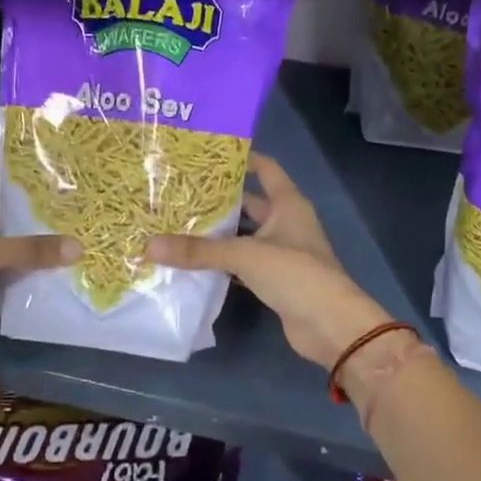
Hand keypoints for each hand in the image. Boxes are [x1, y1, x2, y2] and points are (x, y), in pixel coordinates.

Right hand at [147, 154, 391, 370]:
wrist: (330, 326)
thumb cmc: (296, 274)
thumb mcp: (245, 255)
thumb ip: (199, 251)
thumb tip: (149, 245)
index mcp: (288, 204)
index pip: (266, 169)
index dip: (242, 158)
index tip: (208, 154)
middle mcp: (286, 223)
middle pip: (250, 203)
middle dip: (219, 199)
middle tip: (180, 192)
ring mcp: (282, 253)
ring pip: (244, 235)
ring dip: (218, 233)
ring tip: (178, 223)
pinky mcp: (275, 280)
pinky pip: (243, 263)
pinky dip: (223, 262)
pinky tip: (194, 261)